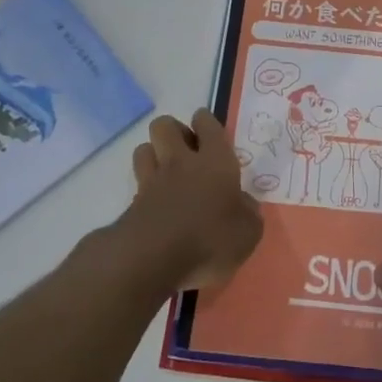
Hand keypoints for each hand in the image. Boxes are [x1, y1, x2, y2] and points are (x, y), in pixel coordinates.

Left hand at [117, 110, 262, 291]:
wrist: (152, 260)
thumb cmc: (209, 240)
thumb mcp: (248, 233)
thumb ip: (248, 213)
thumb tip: (245, 203)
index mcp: (214, 161)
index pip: (207, 124)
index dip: (206, 121)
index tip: (208, 129)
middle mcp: (181, 162)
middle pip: (165, 125)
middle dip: (174, 131)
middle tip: (186, 150)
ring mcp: (152, 181)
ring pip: (144, 148)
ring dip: (154, 154)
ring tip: (167, 172)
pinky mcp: (132, 204)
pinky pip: (137, 183)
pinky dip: (145, 187)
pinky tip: (156, 204)